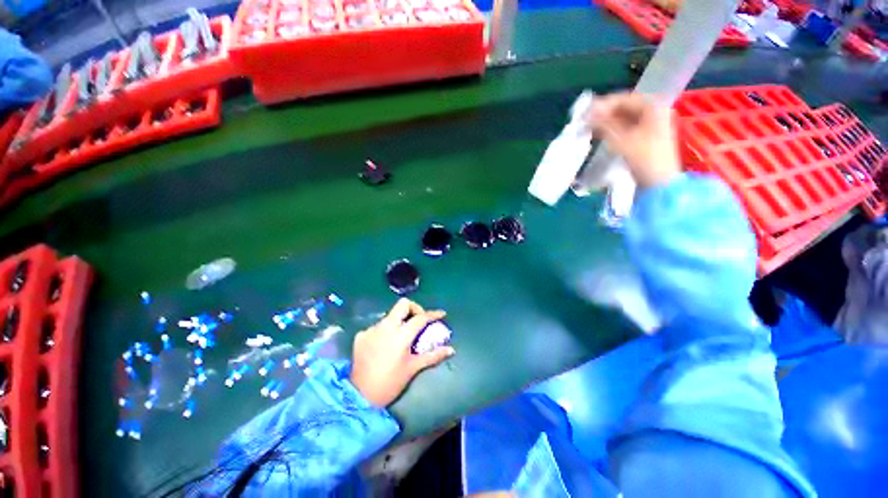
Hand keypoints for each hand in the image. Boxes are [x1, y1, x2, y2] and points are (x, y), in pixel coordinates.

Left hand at [350, 299, 454, 406]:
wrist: (360, 397)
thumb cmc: (391, 383)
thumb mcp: (413, 368)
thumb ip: (433, 356)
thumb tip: (451, 350)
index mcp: (401, 335)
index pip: (421, 317)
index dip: (433, 314)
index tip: (441, 314)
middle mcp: (386, 327)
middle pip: (403, 304)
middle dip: (414, 308)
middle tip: (419, 320)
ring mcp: (371, 329)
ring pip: (390, 315)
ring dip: (399, 321)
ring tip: (402, 336)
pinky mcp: (361, 335)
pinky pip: (378, 326)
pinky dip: (385, 331)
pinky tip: (385, 344)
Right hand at [588, 92, 681, 188]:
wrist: (659, 182)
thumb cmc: (644, 158)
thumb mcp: (621, 140)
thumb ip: (603, 124)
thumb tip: (587, 114)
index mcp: (653, 106)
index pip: (623, 99)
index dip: (602, 105)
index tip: (583, 112)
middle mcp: (653, 110)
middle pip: (623, 107)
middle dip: (603, 113)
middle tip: (584, 120)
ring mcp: (650, 123)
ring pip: (623, 118)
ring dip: (605, 122)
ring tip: (588, 128)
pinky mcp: (645, 136)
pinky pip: (625, 127)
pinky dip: (611, 129)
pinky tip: (598, 134)